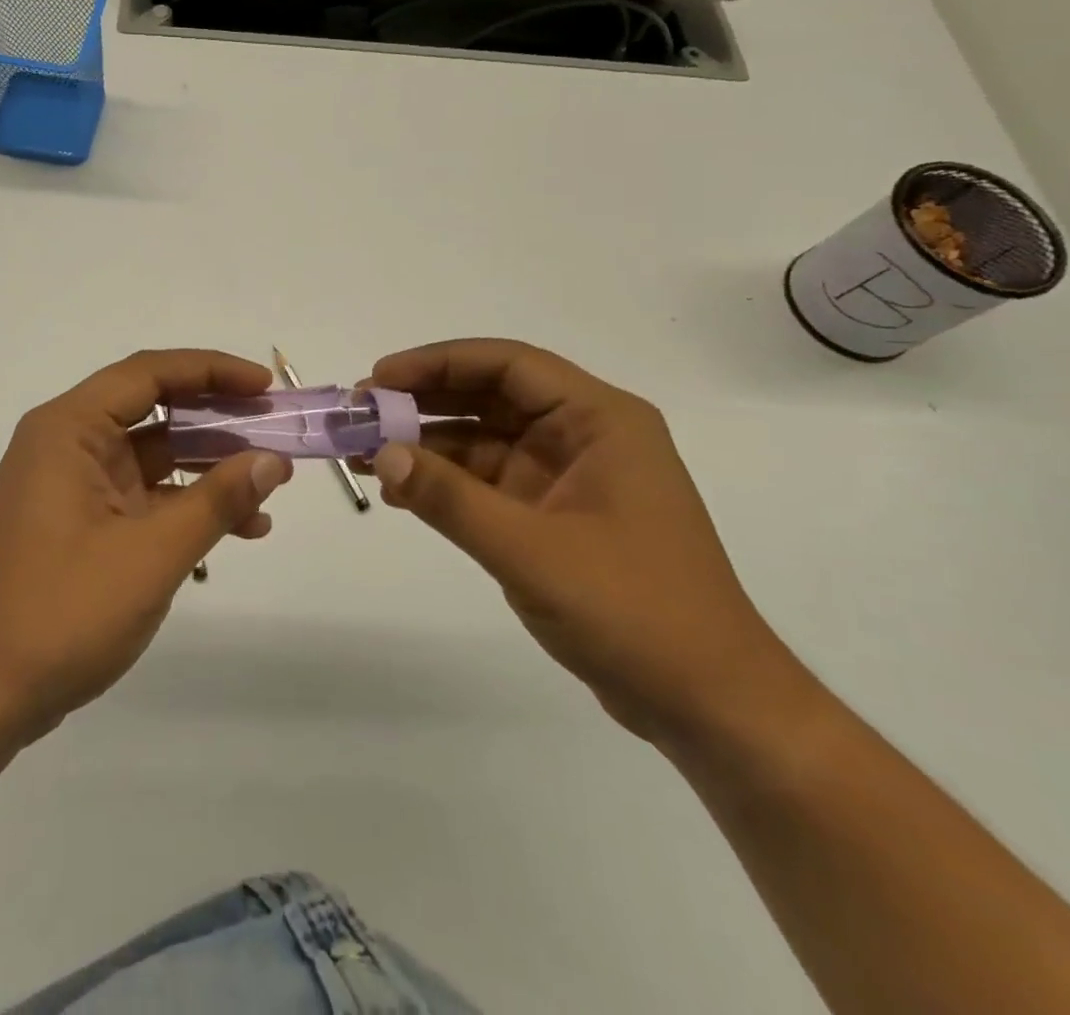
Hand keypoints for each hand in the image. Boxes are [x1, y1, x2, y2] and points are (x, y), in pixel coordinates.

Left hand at [0, 349, 292, 741]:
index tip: (265, 388)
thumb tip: (272, 461)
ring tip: (270, 486)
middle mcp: (67, 444)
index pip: (149, 374)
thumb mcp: (152, 554)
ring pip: (154, 455)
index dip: (212, 371)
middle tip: (275, 430)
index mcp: (69, 429)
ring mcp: (74, 485)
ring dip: (210, 468)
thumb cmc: (63, 611)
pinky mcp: (82, 522)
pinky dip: (188, 504)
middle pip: (154, 409)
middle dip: (218, 420)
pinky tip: (239, 528)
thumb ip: (216, 502)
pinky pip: (145, 494)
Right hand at [368, 339, 807, 744]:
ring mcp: (567, 477)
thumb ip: (451, 498)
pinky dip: (444, 482)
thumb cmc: (635, 612)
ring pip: (483, 439)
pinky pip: (486, 482)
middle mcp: (583, 436)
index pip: (509, 365)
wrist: (709, 706)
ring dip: (426, 443)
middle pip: (490, 396)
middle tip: (360, 414)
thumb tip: (381, 453)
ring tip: (362, 452)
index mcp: (599, 421)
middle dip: (423, 401)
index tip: (380, 378)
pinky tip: (399, 491)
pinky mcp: (553, 516)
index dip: (439, 363)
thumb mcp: (531, 551)